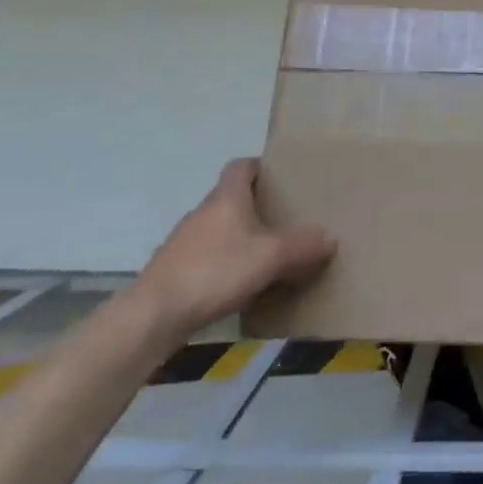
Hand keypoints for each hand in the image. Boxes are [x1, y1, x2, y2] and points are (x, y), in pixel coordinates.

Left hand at [129, 158, 335, 346]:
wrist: (152, 317)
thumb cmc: (215, 271)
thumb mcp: (271, 257)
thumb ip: (303, 245)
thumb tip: (330, 237)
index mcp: (226, 198)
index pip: (241, 166)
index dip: (261, 167)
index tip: (281, 178)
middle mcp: (202, 213)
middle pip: (232, 199)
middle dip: (257, 207)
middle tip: (286, 220)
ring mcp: (183, 243)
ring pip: (219, 229)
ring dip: (241, 238)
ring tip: (268, 256)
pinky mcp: (173, 271)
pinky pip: (207, 257)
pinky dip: (225, 264)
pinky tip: (240, 286)